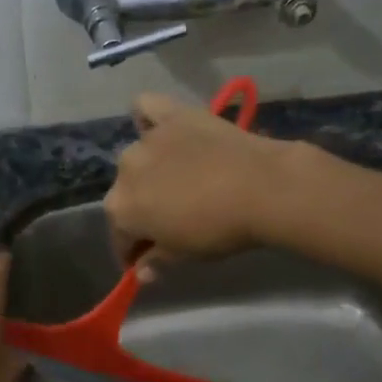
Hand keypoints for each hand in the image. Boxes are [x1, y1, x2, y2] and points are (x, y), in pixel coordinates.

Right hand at [103, 92, 300, 276]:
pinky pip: (147, 109)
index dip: (132, 252)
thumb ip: (156, 261)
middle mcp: (124, 169)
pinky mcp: (173, 114)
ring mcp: (148, 138)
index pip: (119, 237)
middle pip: (126, 196)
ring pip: (137, 158)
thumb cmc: (219, 229)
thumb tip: (141, 272)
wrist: (262, 186)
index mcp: (121, 208)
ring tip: (174, 181)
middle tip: (167, 223)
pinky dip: (147, 119)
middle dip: (140, 212)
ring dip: (147, 172)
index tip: (146, 261)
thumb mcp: (185, 255)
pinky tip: (161, 131)